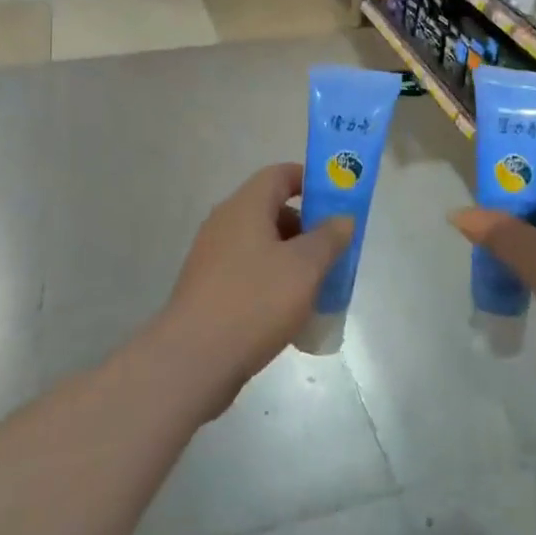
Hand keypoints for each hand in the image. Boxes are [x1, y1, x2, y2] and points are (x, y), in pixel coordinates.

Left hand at [157, 164, 352, 420]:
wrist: (192, 360)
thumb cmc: (254, 301)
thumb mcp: (304, 267)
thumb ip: (328, 238)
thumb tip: (342, 218)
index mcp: (245, 206)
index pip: (279, 174)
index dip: (309, 180)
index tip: (336, 200)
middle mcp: (224, 223)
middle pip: (270, 209)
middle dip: (305, 226)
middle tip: (333, 249)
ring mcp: (212, 256)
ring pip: (260, 243)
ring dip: (290, 257)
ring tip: (317, 284)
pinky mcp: (207, 288)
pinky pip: (247, 270)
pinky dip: (271, 279)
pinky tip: (288, 310)